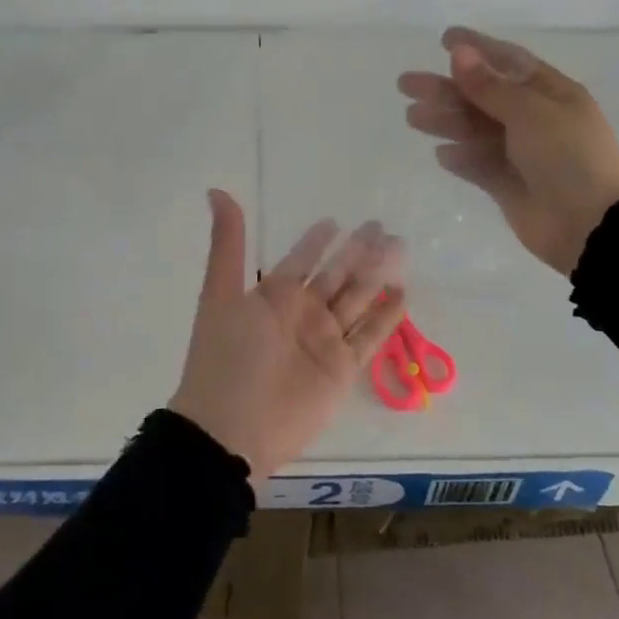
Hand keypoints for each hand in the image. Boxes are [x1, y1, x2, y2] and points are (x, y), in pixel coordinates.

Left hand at [170, 191, 408, 480]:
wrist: (232, 428)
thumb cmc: (226, 355)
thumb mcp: (221, 293)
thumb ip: (227, 244)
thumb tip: (215, 189)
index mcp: (273, 296)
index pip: (301, 259)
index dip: (316, 241)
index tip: (335, 219)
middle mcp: (302, 314)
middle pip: (337, 275)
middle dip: (358, 251)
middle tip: (383, 226)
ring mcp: (325, 340)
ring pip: (358, 300)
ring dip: (378, 275)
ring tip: (400, 249)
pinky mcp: (343, 369)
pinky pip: (370, 337)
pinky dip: (388, 318)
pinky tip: (404, 295)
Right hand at [397, 27, 618, 275]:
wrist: (589, 224)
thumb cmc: (567, 156)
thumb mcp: (530, 112)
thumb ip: (489, 86)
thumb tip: (459, 52)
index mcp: (550, 93)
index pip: (508, 61)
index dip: (477, 48)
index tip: (444, 39)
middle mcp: (534, 119)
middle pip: (482, 96)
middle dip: (445, 88)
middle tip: (405, 83)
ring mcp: (520, 154)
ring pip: (474, 130)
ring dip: (445, 121)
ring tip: (411, 117)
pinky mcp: (508, 185)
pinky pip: (478, 165)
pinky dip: (461, 159)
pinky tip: (442, 154)